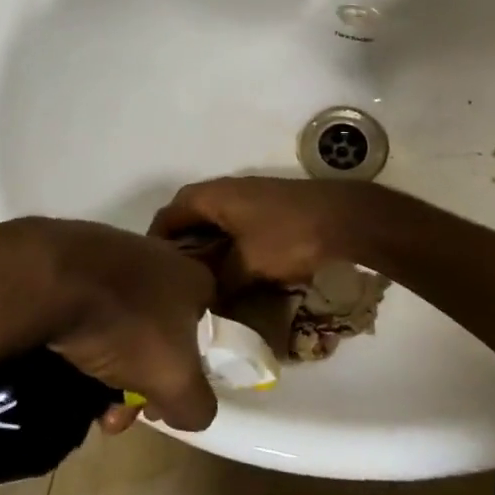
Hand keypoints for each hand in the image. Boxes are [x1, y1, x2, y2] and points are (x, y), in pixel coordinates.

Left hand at [0, 218, 218, 431]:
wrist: (51, 279)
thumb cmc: (128, 325)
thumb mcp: (175, 381)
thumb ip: (197, 405)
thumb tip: (193, 412)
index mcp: (193, 278)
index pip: (201, 330)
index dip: (185, 373)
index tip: (157, 403)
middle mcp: (160, 257)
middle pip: (156, 332)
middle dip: (137, 380)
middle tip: (112, 413)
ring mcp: (113, 252)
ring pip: (119, 322)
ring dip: (106, 364)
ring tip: (79, 398)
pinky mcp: (71, 255)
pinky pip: (84, 304)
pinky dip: (78, 334)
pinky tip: (60, 360)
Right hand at [148, 177, 395, 290]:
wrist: (345, 219)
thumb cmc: (289, 237)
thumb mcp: (247, 266)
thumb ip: (218, 284)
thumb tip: (202, 303)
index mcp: (213, 197)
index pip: (169, 215)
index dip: (155, 241)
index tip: (149, 272)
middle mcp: (228, 191)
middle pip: (191, 217)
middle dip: (182, 248)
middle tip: (174, 282)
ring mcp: (251, 198)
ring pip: (216, 224)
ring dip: (207, 249)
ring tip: (200, 282)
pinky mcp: (270, 209)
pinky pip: (236, 228)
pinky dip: (229, 248)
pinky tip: (233, 274)